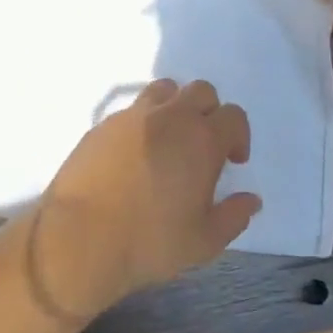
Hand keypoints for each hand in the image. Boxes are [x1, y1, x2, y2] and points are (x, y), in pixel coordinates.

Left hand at [28, 79, 256, 319]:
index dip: (238, 136)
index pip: (233, 116)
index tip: (232, 161)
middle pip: (202, 91)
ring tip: (169, 141)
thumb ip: (233, 216)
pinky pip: (133, 109)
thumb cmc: (149, 242)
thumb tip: (251, 200)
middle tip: (203, 147)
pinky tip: (135, 155)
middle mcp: (170, 117)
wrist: (80, 238)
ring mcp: (133, 116)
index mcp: (201, 139)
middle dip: (210, 113)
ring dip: (176, 107)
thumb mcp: (203, 242)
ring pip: (165, 90)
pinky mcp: (104, 123)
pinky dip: (144, 122)